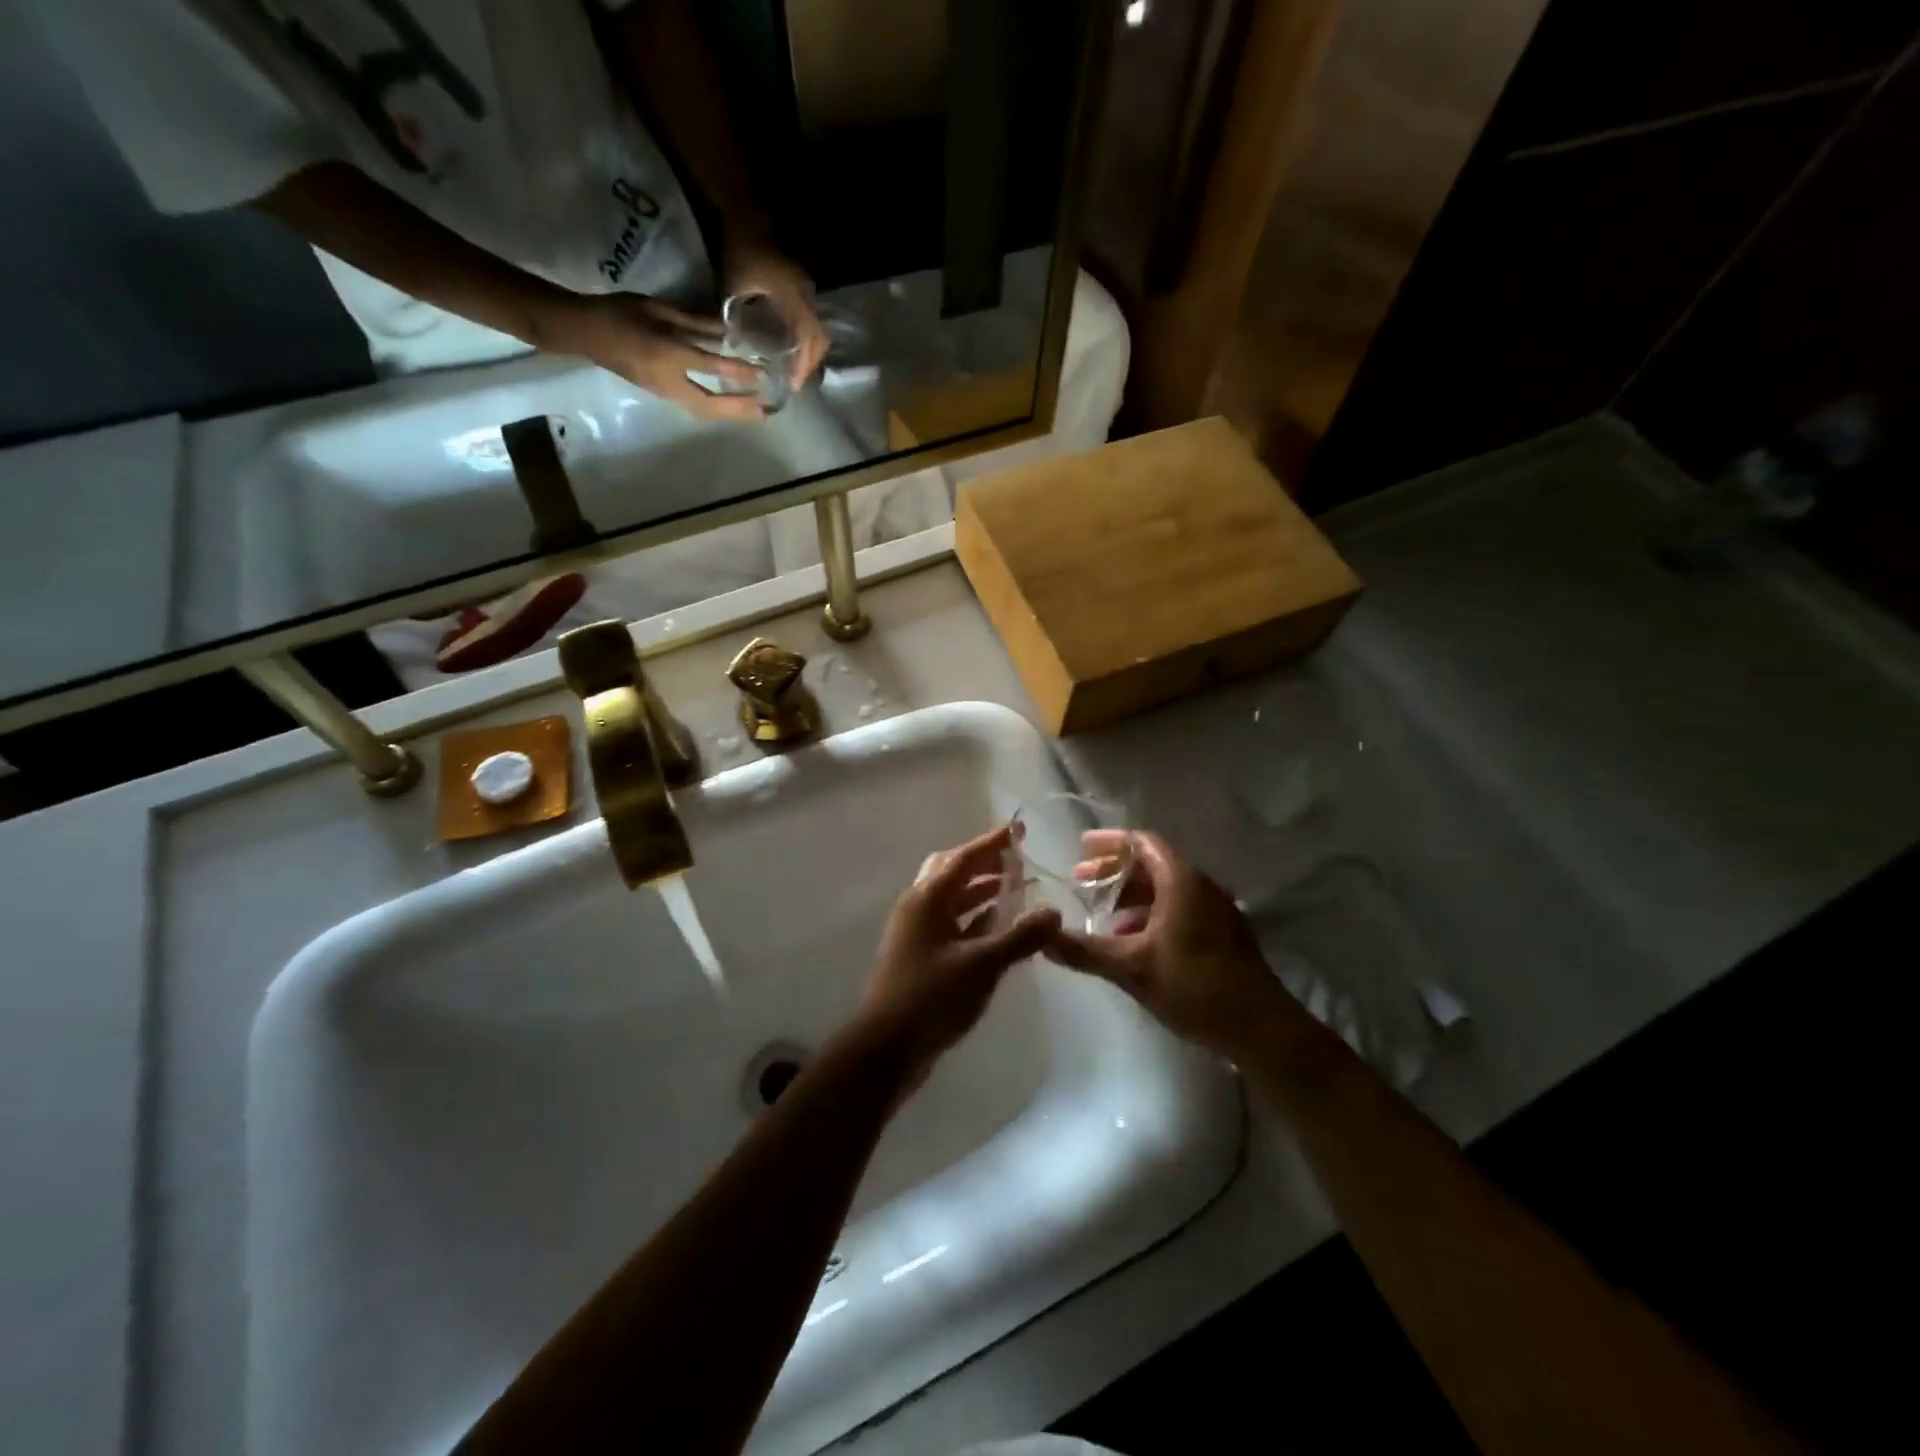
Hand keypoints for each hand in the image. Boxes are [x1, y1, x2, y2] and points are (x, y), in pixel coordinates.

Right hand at [565, 292, 766, 422]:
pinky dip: (714, 409)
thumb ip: (694, 321)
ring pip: (702, 411)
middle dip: (738, 410)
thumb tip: (727, 329)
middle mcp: (669, 380)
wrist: (584, 331)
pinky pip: (693, 407)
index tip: (761, 375)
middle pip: (710, 405)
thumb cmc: (620, 313)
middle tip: (764, 412)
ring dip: (729, 414)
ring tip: (752, 414)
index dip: (738, 371)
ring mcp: (664, 392)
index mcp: (669, 354)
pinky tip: (728, 406)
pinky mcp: (660, 394)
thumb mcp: (659, 309)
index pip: (711, 366)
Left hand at [723, 240, 829, 388]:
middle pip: (819, 340)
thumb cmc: (740, 250)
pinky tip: (793, 347)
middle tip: (796, 382)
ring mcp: (807, 291)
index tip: (794, 385)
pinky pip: (811, 320)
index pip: (807, 339)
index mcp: (794, 299)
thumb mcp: (734, 286)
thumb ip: (738, 317)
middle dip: (810, 364)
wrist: (747, 213)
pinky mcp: (802, 288)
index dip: (803, 364)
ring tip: (797, 369)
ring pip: (818, 331)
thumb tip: (738, 346)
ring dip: (810, 352)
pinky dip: (806, 339)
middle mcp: (807, 297)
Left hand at [856, 826, 1060, 1078]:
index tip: (1018, 829)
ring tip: (1015, 888)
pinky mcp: (921, 955)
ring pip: (952, 899)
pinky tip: (998, 926)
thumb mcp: (982, 965)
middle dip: (984, 863)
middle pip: (952, 872)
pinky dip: (975, 917)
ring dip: (981, 890)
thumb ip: (1020, 937)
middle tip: (1016, 859)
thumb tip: (1054, 912)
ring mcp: (917, 932)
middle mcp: (918, 906)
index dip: (992, 843)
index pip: (963, 858)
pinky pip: (952, 923)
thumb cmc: (932, 996)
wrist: (887, 1047)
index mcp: (927, 898)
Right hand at [1046, 831, 1303, 1061]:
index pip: (1142, 843)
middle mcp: (1200, 886)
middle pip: (1152, 864)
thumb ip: (1085, 951)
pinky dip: (1150, 913)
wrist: (1261, 1029)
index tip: (1080, 849)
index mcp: (1181, 881)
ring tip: (1101, 914)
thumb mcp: (1131, 968)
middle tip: (1080, 881)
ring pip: (1166, 889)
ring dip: (1131, 896)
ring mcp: (1215, 910)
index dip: (1109, 843)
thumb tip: (1042, 938)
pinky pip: (1179, 908)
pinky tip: (1132, 941)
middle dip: (1114, 871)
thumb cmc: (1194, 986)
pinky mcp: (1222, 933)